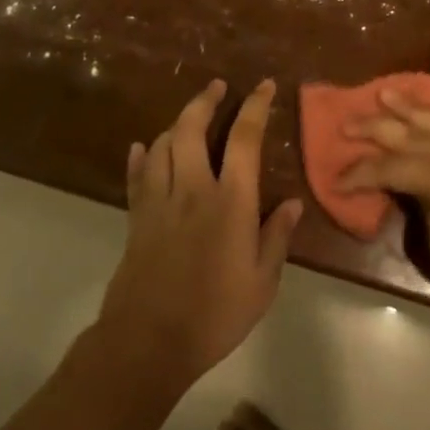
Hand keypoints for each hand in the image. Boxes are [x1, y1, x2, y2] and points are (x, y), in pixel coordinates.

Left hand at [96, 79, 303, 392]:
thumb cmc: (214, 314)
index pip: (244, 138)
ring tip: (189, 118)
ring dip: (175, 124)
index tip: (264, 86)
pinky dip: (140, 157)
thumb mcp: (261, 282)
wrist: (147, 343)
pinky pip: (136, 177)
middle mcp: (192, 189)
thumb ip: (276, 238)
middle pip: (191, 128)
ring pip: (161, 145)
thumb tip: (293, 203)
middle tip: (218, 86)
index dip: (255, 106)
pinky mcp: (136, 219)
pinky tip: (141, 147)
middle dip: (204, 100)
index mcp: (230, 201)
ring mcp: (159, 202)